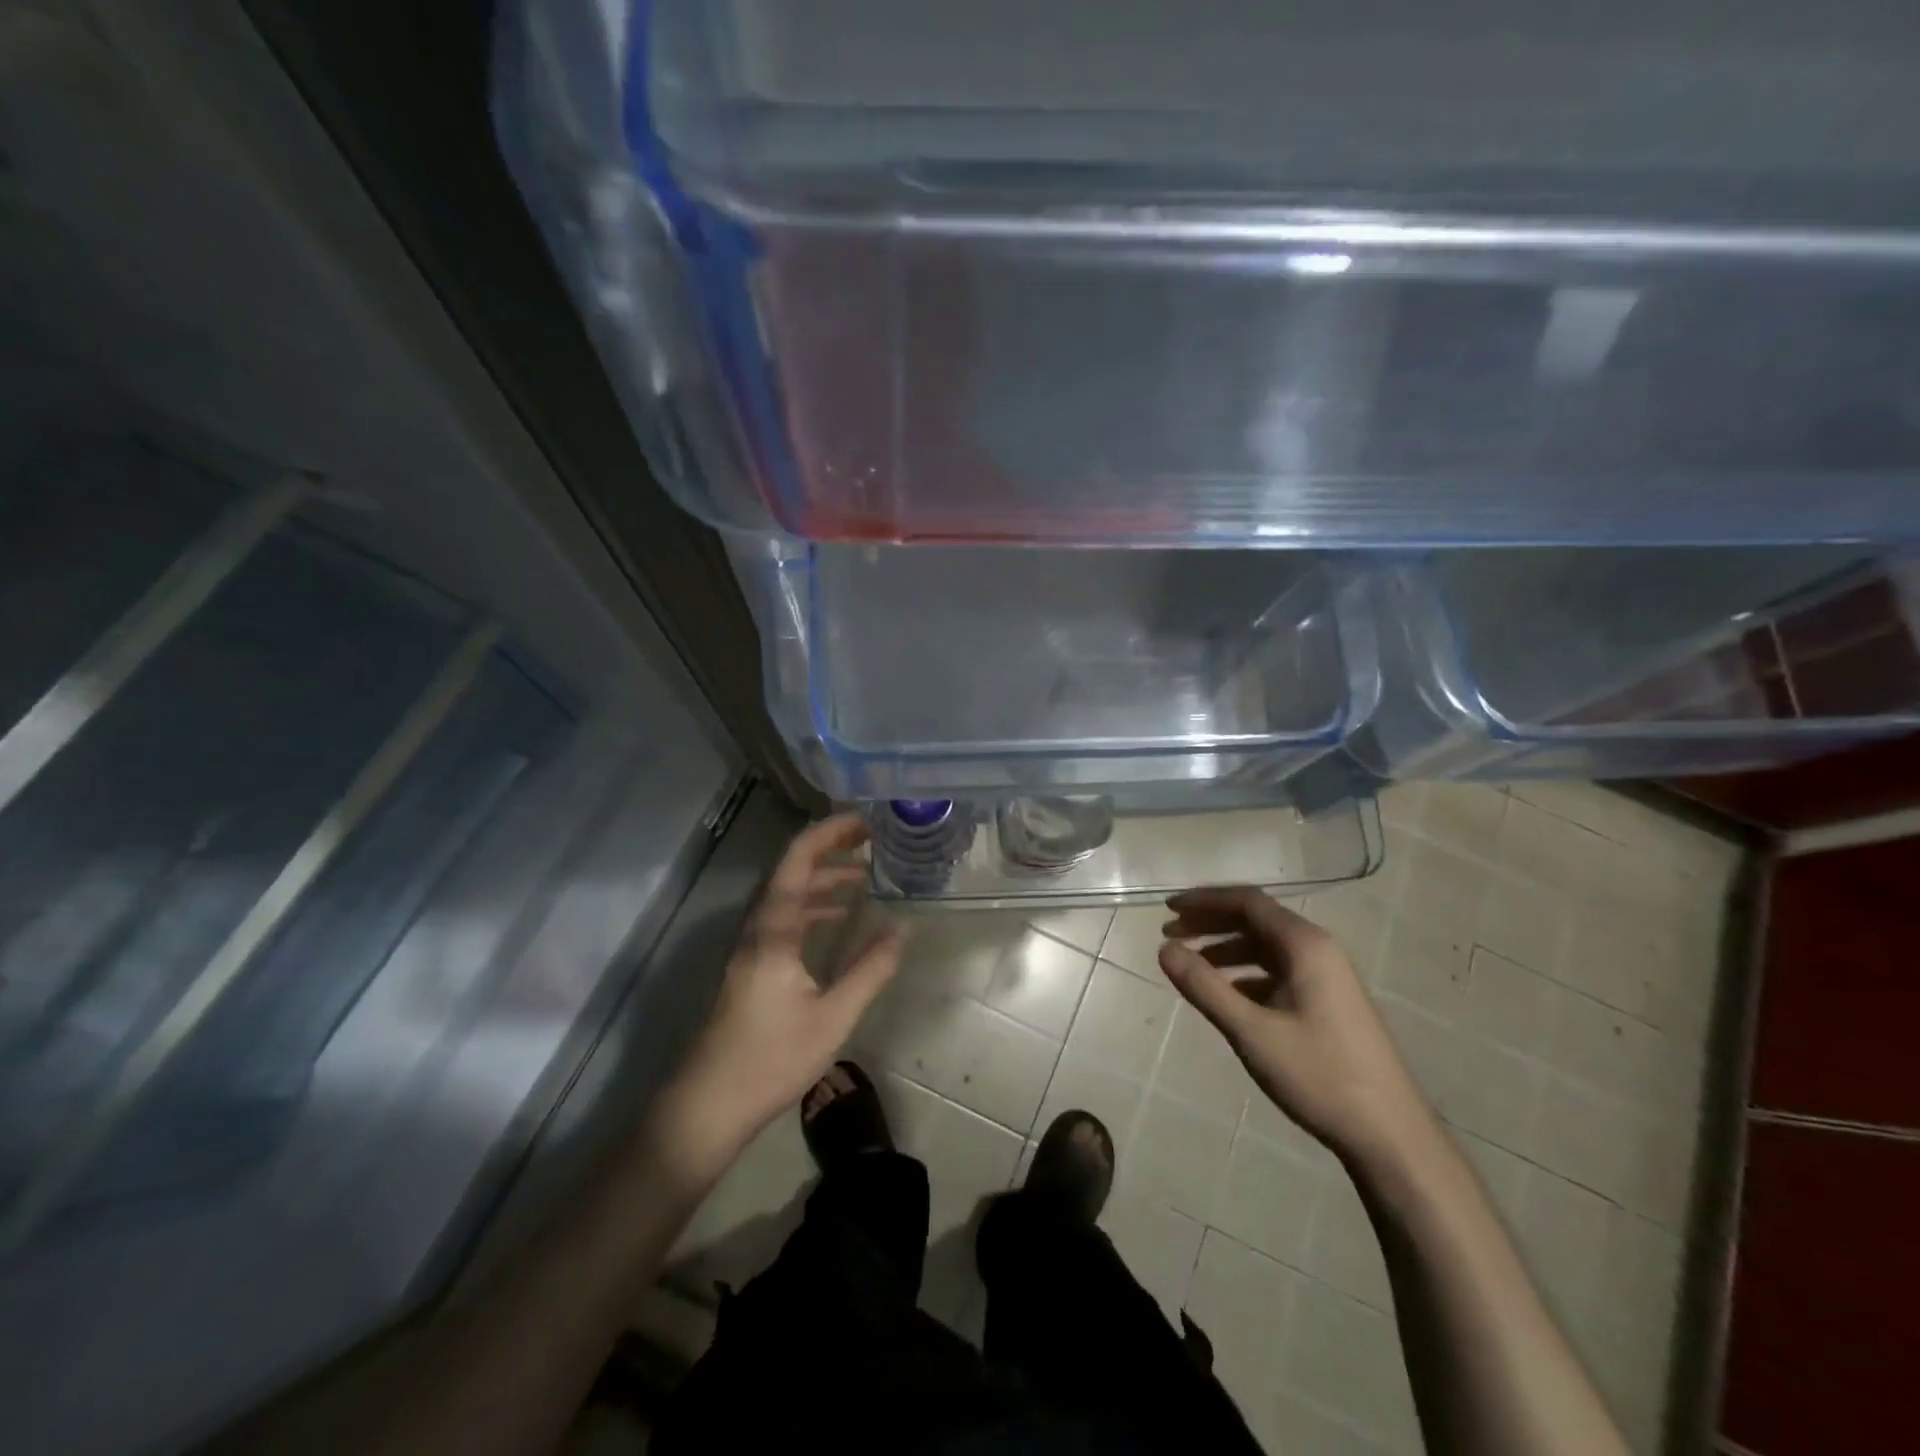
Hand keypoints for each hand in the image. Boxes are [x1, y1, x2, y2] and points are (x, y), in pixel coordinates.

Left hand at [654, 815, 903, 1175]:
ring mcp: (751, 946)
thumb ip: (870, 970)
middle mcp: (758, 927)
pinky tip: (838, 919)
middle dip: (831, 849)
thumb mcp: (833, 1016)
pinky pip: (785, 918)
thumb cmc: (771, 1058)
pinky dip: (814, 907)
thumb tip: (903, 928)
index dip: (830, 832)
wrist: (709, 1103)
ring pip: (788, 895)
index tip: (865, 820)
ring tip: (865, 877)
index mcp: (774, 929)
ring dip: (823, 879)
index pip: (798, 860)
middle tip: (872, 840)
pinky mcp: (752, 965)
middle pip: (792, 870)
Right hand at [1158, 886, 1429, 1159]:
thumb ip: (1205, 987)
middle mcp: (1319, 950)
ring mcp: (1328, 977)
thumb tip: (1164, 949)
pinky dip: (1246, 974)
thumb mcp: (1252, 1031)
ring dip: (1226, 949)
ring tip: (1191, 966)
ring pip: (1267, 948)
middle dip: (1211, 923)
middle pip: (1257, 921)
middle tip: (1170, 934)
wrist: (1391, 1136)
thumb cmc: (1319, 1076)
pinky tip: (1226, 996)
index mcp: (1306, 946)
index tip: (1168, 909)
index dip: (1205, 901)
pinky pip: (1279, 972)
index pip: (1248, 902)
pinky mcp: (1329, 1002)